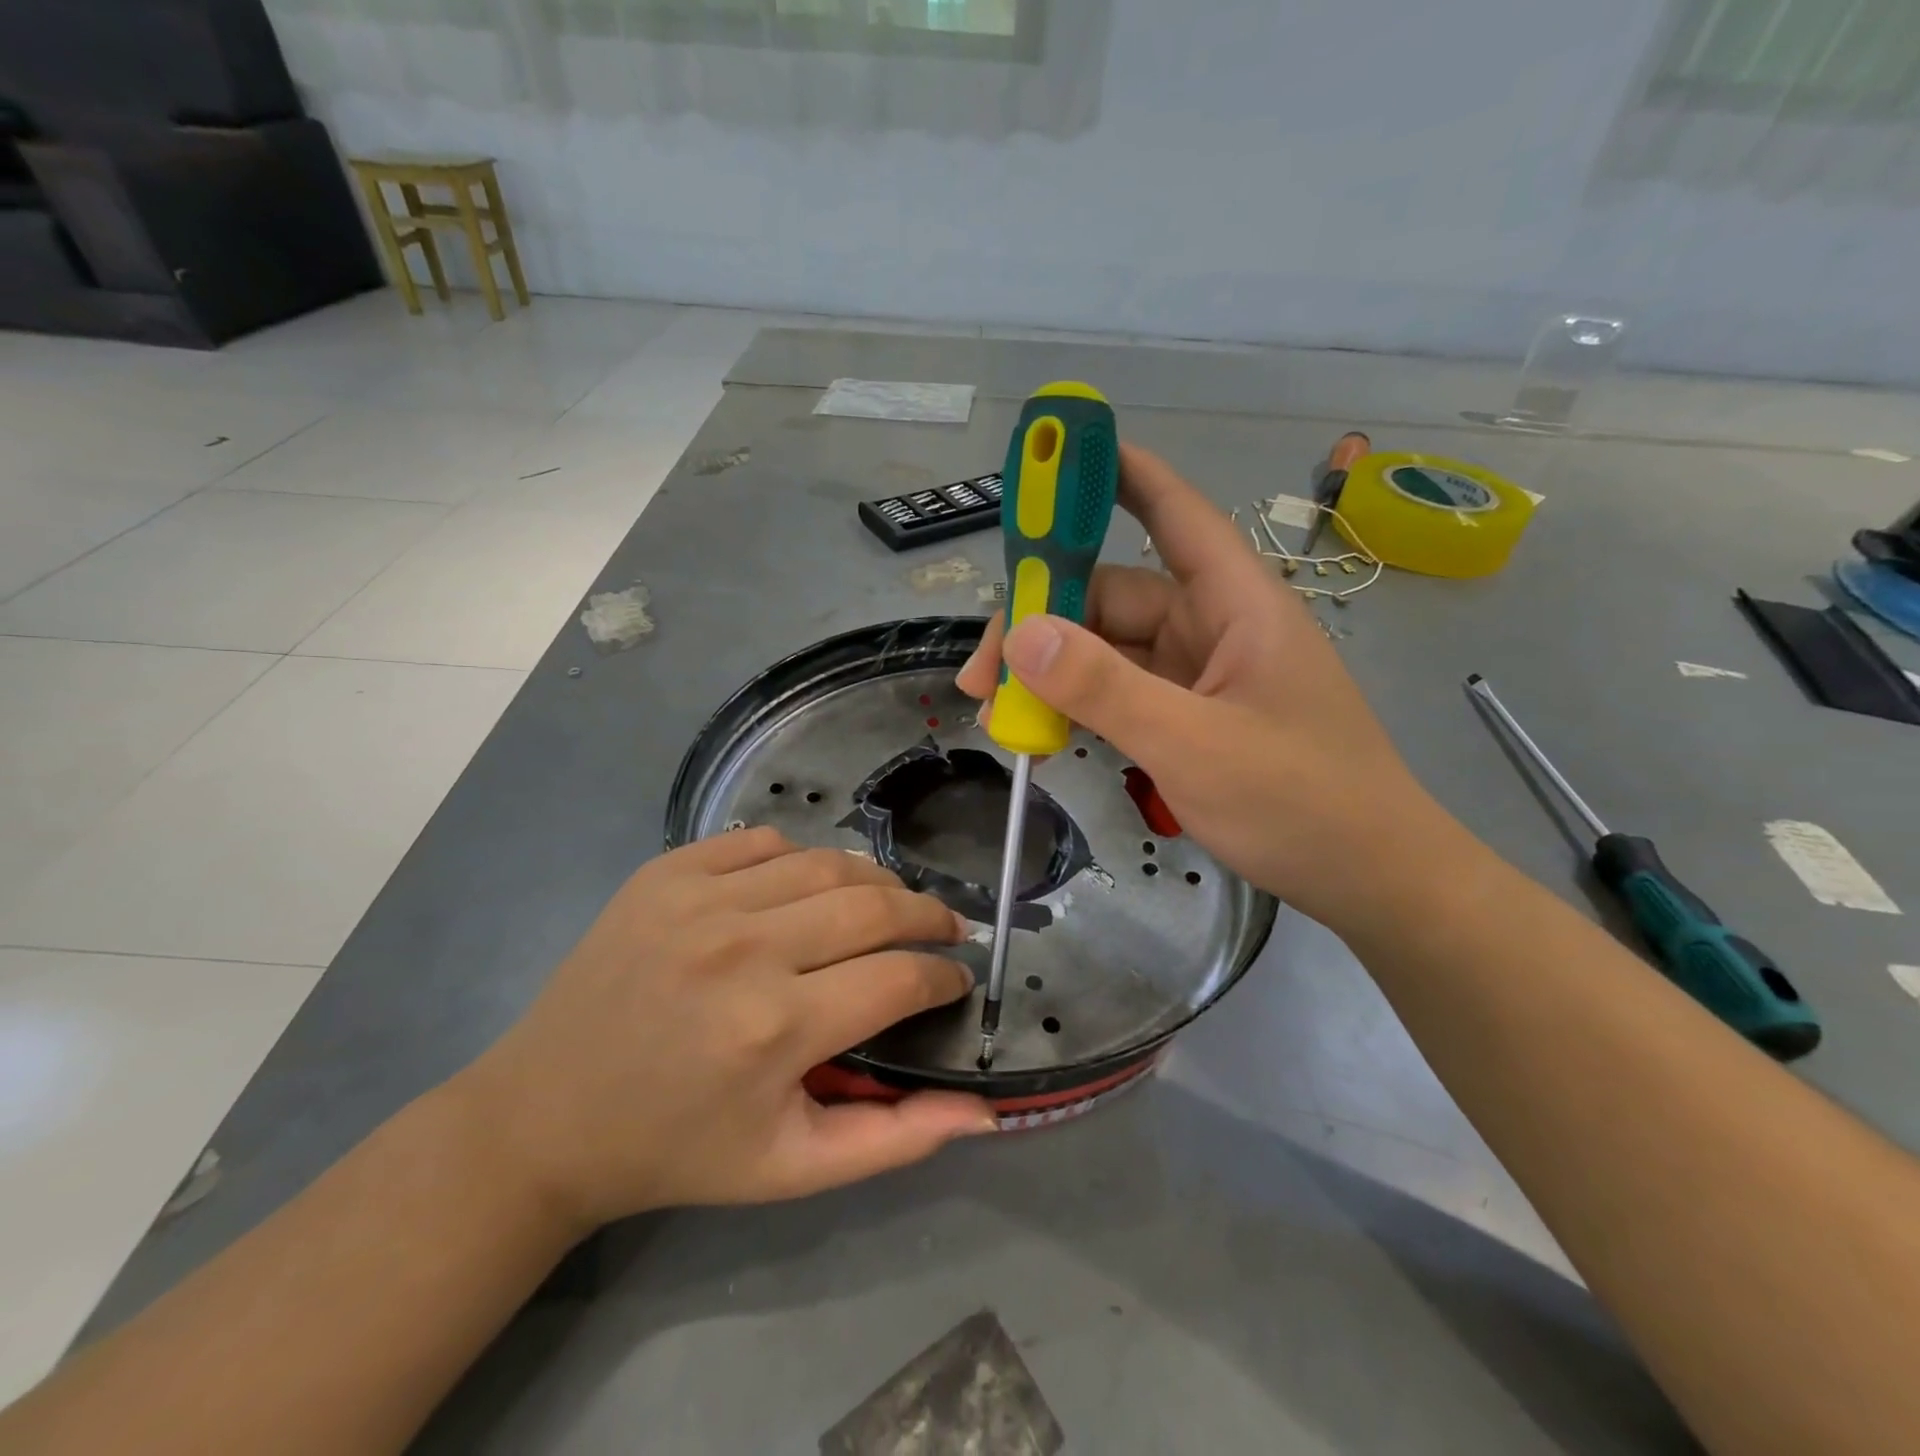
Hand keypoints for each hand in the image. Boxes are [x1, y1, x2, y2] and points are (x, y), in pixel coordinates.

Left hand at [457, 830, 993, 1231]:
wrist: (545, 1115)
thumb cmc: (678, 1149)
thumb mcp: (791, 1167)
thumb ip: (896, 1138)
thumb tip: (985, 1110)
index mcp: (775, 1030)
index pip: (901, 978)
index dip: (945, 977)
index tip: (957, 981)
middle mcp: (743, 949)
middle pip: (875, 906)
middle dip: (929, 916)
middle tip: (945, 930)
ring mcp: (700, 898)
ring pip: (828, 863)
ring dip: (876, 883)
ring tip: (890, 906)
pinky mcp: (667, 871)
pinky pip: (765, 842)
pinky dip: (803, 859)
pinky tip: (808, 889)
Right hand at [958, 442, 1453, 930]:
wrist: (1371, 879)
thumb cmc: (1302, 802)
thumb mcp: (1194, 745)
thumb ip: (1106, 689)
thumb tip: (1022, 636)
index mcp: (1235, 604)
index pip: (1174, 514)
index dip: (1116, 476)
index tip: (1054, 462)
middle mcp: (1213, 627)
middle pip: (1112, 597)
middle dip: (1042, 625)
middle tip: (980, 675)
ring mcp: (1199, 675)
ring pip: (1108, 650)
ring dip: (1052, 674)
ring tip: (996, 712)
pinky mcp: (1189, 716)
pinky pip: (1121, 692)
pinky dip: (1079, 705)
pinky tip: (1041, 730)